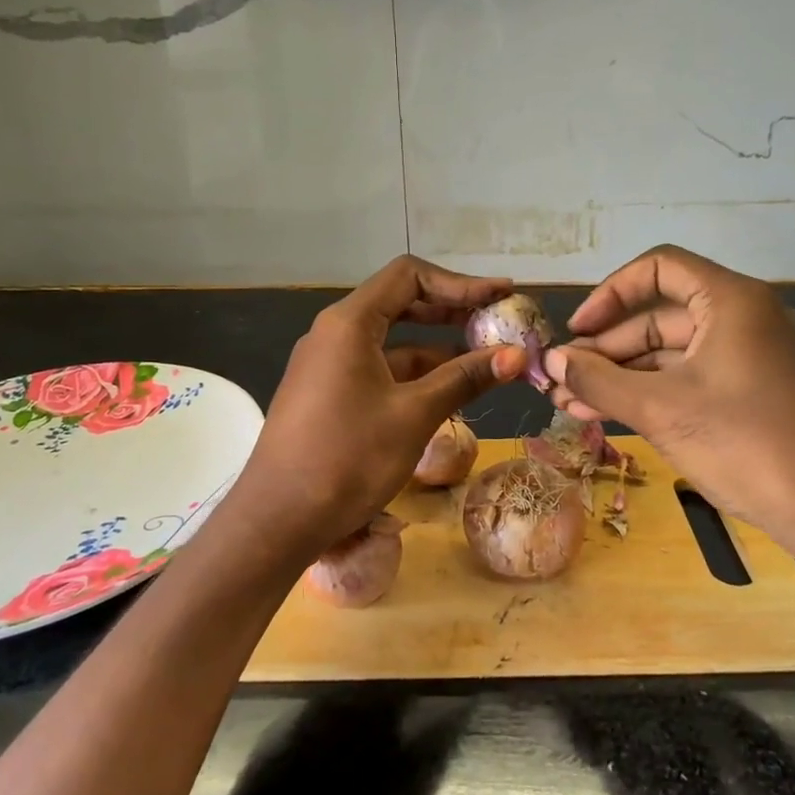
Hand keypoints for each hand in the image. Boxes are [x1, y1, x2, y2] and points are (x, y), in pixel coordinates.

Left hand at [226, 257, 525, 562]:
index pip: (409, 276)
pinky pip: (379, 369)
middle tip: (498, 324)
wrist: (278, 518)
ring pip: (392, 342)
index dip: (460, 283)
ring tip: (486, 361)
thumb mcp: (414, 415)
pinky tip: (449, 391)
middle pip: (401, 304)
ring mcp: (329, 364)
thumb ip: (464, 378)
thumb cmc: (348, 458)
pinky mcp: (328, 394)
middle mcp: (335, 333)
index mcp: (349, 323)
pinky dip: (415, 374)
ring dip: (438, 348)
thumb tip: (516, 355)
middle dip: (452, 312)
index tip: (502, 296)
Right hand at [543, 246, 794, 545]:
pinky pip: (693, 378)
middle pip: (661, 316)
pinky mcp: (757, 392)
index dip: (610, 294)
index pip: (659, 268)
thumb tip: (551, 361)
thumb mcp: (660, 410)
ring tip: (571, 405)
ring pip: (673, 353)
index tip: (577, 331)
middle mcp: (747, 317)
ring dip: (622, 376)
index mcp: (733, 301)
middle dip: (606, 349)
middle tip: (561, 381)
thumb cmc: (745, 445)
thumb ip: (598, 381)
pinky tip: (610, 416)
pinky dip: (653, 393)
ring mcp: (755, 356)